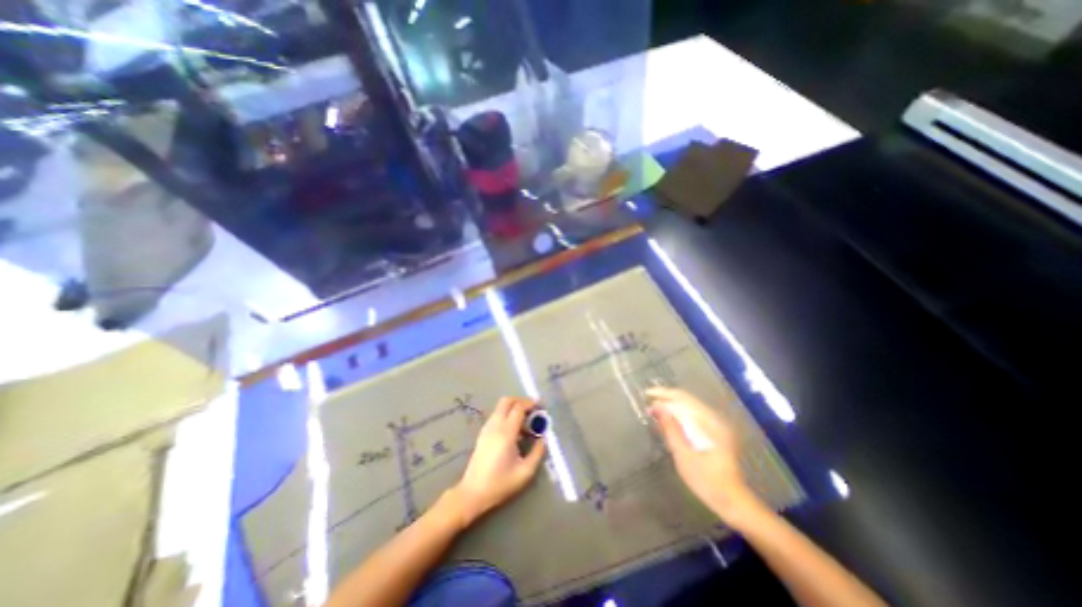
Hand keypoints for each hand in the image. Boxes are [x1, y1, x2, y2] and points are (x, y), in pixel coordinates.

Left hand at [452, 395, 549, 528]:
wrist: (472, 493)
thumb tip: (544, 437)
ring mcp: (487, 428)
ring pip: (501, 407)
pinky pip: (497, 415)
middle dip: (521, 401)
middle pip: (507, 400)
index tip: (541, 408)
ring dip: (514, 408)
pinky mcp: (483, 433)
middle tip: (533, 411)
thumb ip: (538, 452)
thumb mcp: (525, 472)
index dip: (531, 404)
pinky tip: (515, 431)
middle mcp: (495, 425)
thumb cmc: (500, 484)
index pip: (519, 407)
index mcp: (506, 433)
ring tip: (526, 423)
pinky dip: (507, 415)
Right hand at [650, 389, 759, 524]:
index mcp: (710, 423)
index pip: (684, 399)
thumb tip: (656, 406)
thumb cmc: (707, 481)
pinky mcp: (715, 432)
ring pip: (690, 406)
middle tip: (648, 401)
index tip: (647, 394)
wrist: (733, 502)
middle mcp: (715, 419)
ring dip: (671, 405)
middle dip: (666, 398)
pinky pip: (693, 415)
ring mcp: (716, 425)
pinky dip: (679, 414)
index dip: (664, 394)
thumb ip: (670, 429)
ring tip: (654, 409)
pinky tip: (668, 419)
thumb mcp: (684, 456)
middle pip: (687, 399)